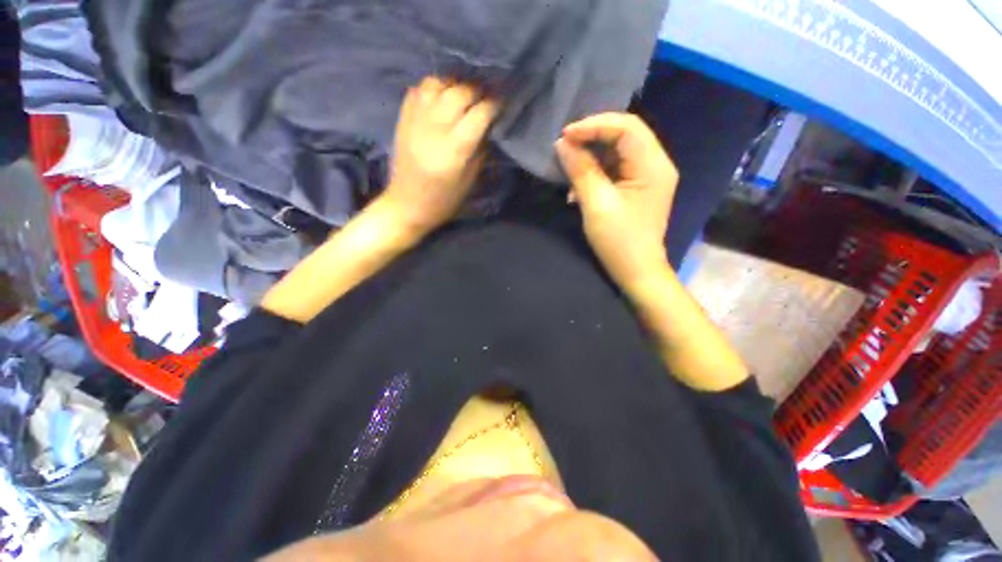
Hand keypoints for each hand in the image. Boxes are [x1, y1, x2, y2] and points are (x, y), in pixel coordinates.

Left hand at [381, 77, 498, 237]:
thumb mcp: (470, 180)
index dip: (494, 106)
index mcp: (455, 149)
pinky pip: (418, 89)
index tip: (501, 106)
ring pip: (437, 84)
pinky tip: (440, 99)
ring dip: (454, 86)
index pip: (479, 114)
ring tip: (461, 96)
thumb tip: (487, 126)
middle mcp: (435, 128)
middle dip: (477, 92)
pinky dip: (433, 88)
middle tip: (484, 99)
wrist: (407, 204)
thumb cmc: (444, 199)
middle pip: (460, 93)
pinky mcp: (403, 119)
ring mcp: (416, 120)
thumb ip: (480, 150)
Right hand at [555, 113, 679, 292]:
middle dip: (591, 137)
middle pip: (624, 135)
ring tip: (568, 166)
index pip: (626, 127)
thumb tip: (562, 144)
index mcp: (653, 165)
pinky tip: (578, 187)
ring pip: (617, 152)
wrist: (636, 271)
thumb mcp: (596, 204)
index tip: (565, 135)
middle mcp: (655, 164)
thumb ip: (581, 170)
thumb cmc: (619, 240)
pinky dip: (595, 172)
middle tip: (564, 146)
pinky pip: (615, 169)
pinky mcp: (637, 189)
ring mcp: (647, 177)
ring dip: (591, 156)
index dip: (594, 125)